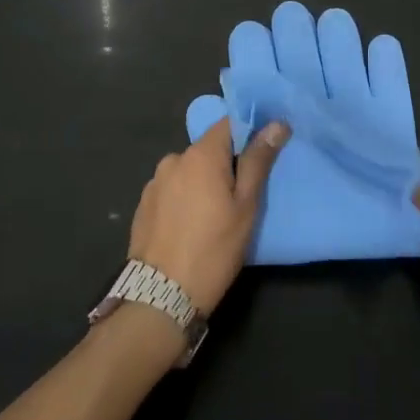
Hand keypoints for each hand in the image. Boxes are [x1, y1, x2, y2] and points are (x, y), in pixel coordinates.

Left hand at [130, 117, 288, 312]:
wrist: (160, 296)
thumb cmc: (213, 249)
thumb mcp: (246, 207)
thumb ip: (258, 161)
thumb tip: (276, 123)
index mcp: (201, 155)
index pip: (228, 123)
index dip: (248, 133)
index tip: (262, 154)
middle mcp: (174, 159)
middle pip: (208, 149)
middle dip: (225, 165)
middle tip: (240, 197)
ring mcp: (154, 182)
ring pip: (188, 171)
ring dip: (202, 183)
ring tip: (213, 216)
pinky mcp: (143, 204)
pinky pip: (171, 190)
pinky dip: (183, 199)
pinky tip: (189, 226)